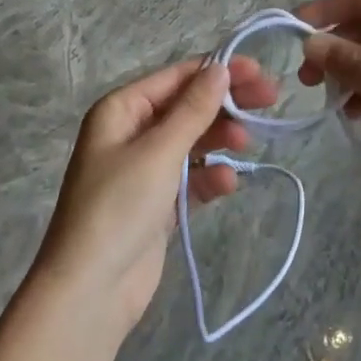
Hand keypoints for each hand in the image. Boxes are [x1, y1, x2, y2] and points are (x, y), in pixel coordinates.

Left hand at [32, 56, 275, 337]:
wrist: (90, 292)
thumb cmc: (119, 207)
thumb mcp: (159, 152)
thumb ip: (194, 109)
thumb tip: (220, 68)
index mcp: (121, 110)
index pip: (176, 77)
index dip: (218, 71)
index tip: (259, 71)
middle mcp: (130, 133)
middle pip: (187, 107)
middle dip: (226, 104)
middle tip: (270, 99)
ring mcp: (144, 170)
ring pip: (192, 142)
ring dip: (220, 140)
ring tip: (247, 145)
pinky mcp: (157, 204)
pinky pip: (190, 179)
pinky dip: (210, 178)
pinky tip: (228, 184)